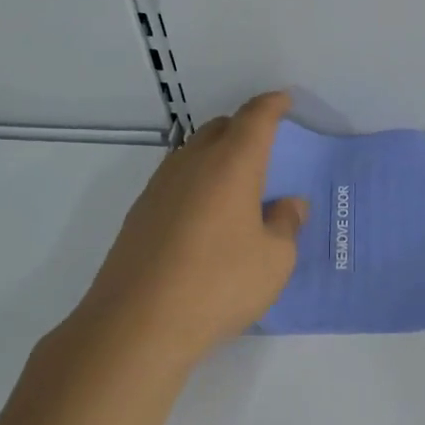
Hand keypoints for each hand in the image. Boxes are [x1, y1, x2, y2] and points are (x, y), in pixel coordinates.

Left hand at [60, 91, 307, 373]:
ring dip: (217, 155)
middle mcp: (192, 164)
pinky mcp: (139, 214)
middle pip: (219, 128)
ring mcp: (159, 187)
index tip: (284, 101)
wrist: (136, 324)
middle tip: (265, 148)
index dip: (272, 105)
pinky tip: (205, 215)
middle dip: (244, 128)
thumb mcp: (274, 260)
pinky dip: (197, 182)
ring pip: (192, 152)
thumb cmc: (219, 284)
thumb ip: (286, 224)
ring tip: (236, 183)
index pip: (255, 118)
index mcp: (232, 165)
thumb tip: (288, 204)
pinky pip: (176, 180)